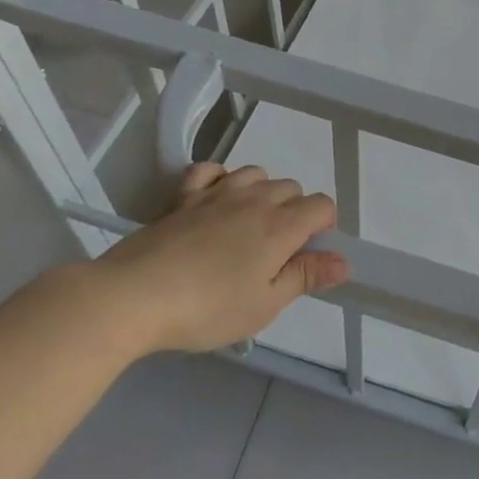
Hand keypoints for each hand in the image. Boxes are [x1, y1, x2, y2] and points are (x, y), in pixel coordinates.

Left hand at [88, 163, 348, 354]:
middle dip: (294, 212)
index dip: (324, 226)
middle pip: (291, 188)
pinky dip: (219, 178)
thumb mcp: (264, 305)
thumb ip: (306, 277)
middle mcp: (255, 199)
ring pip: (256, 173)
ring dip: (261, 192)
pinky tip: (214, 200)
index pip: (322, 205)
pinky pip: (210, 170)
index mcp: (281, 226)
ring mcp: (217, 193)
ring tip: (247, 226)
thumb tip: (344, 262)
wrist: (134, 296)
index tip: (308, 255)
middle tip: (275, 252)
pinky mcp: (183, 196)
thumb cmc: (207, 308)